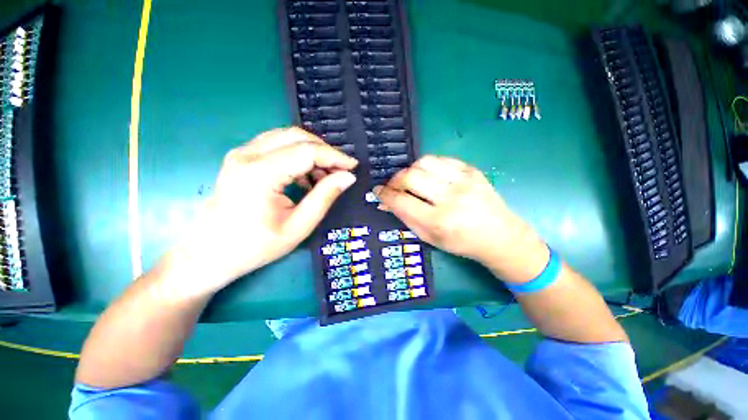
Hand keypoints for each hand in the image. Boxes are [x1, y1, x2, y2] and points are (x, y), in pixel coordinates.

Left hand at [168, 127, 357, 295]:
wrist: (208, 254)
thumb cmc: (255, 247)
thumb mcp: (298, 227)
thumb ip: (324, 197)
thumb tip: (347, 177)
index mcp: (260, 173)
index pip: (308, 151)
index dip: (335, 157)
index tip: (353, 167)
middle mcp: (247, 154)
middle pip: (297, 136)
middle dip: (325, 151)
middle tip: (341, 171)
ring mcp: (241, 153)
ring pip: (287, 137)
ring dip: (312, 152)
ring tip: (324, 177)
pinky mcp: (241, 158)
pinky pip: (277, 145)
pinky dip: (298, 156)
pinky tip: (305, 177)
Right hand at [374, 156, 547, 282]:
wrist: (500, 235)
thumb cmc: (461, 242)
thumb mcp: (429, 238)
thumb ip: (405, 218)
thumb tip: (386, 202)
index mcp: (439, 221)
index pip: (401, 201)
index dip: (385, 194)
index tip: (378, 191)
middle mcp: (451, 198)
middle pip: (410, 177)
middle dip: (394, 180)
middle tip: (393, 187)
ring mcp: (463, 181)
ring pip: (423, 162)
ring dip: (410, 170)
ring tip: (410, 181)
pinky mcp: (472, 170)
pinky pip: (441, 159)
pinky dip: (428, 166)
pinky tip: (428, 176)